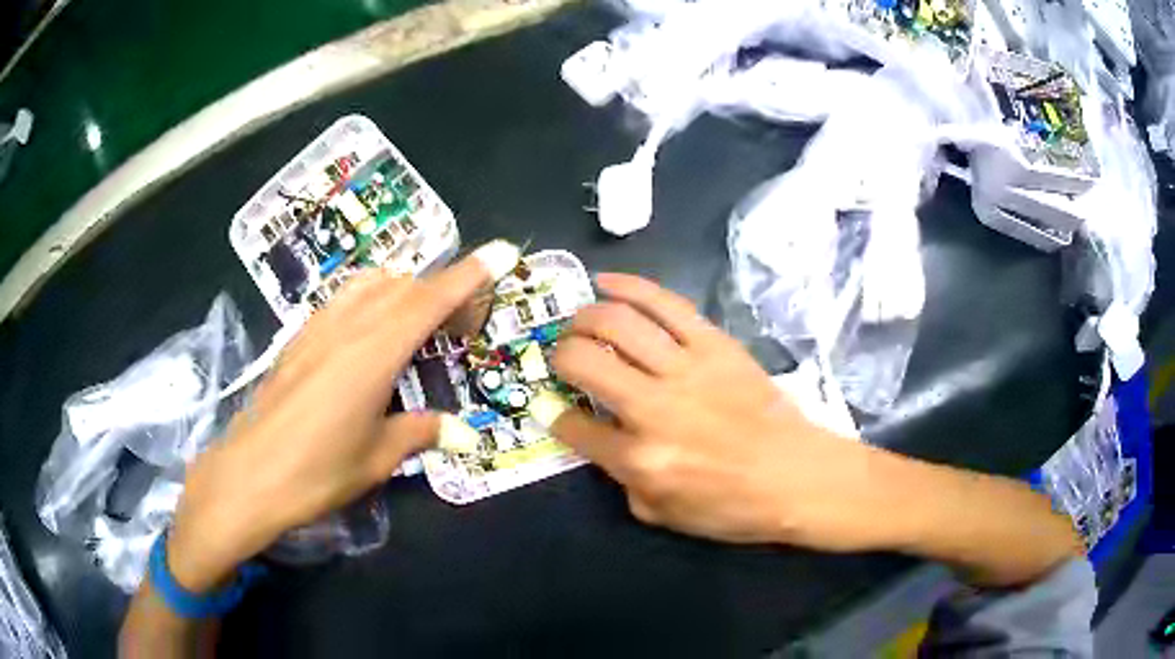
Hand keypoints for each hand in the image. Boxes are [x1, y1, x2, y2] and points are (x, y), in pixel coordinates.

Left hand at [167, 253, 494, 591]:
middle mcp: (347, 327)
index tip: (502, 253)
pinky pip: (344, 300)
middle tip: (463, 324)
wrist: (249, 476)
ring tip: (419, 323)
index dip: (469, 275)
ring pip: (371, 285)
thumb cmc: (317, 472)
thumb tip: (462, 431)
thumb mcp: (378, 458)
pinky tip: (371, 333)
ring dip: (404, 291)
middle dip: (442, 291)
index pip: (430, 300)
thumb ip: (421, 433)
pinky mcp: (298, 339)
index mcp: (374, 353)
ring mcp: (318, 328)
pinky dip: (371, 299)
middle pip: (404, 287)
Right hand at [549, 273, 881, 549]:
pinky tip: (607, 282)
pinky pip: (665, 303)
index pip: (575, 427)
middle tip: (562, 357)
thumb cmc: (732, 506)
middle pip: (584, 362)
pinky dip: (629, 287)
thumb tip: (603, 440)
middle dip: (560, 356)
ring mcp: (686, 369)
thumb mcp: (662, 515)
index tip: (556, 408)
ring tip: (578, 321)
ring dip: (585, 317)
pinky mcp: (714, 343)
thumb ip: (622, 480)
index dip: (556, 415)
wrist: (796, 476)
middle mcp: (654, 408)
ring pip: (618, 323)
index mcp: (640, 459)